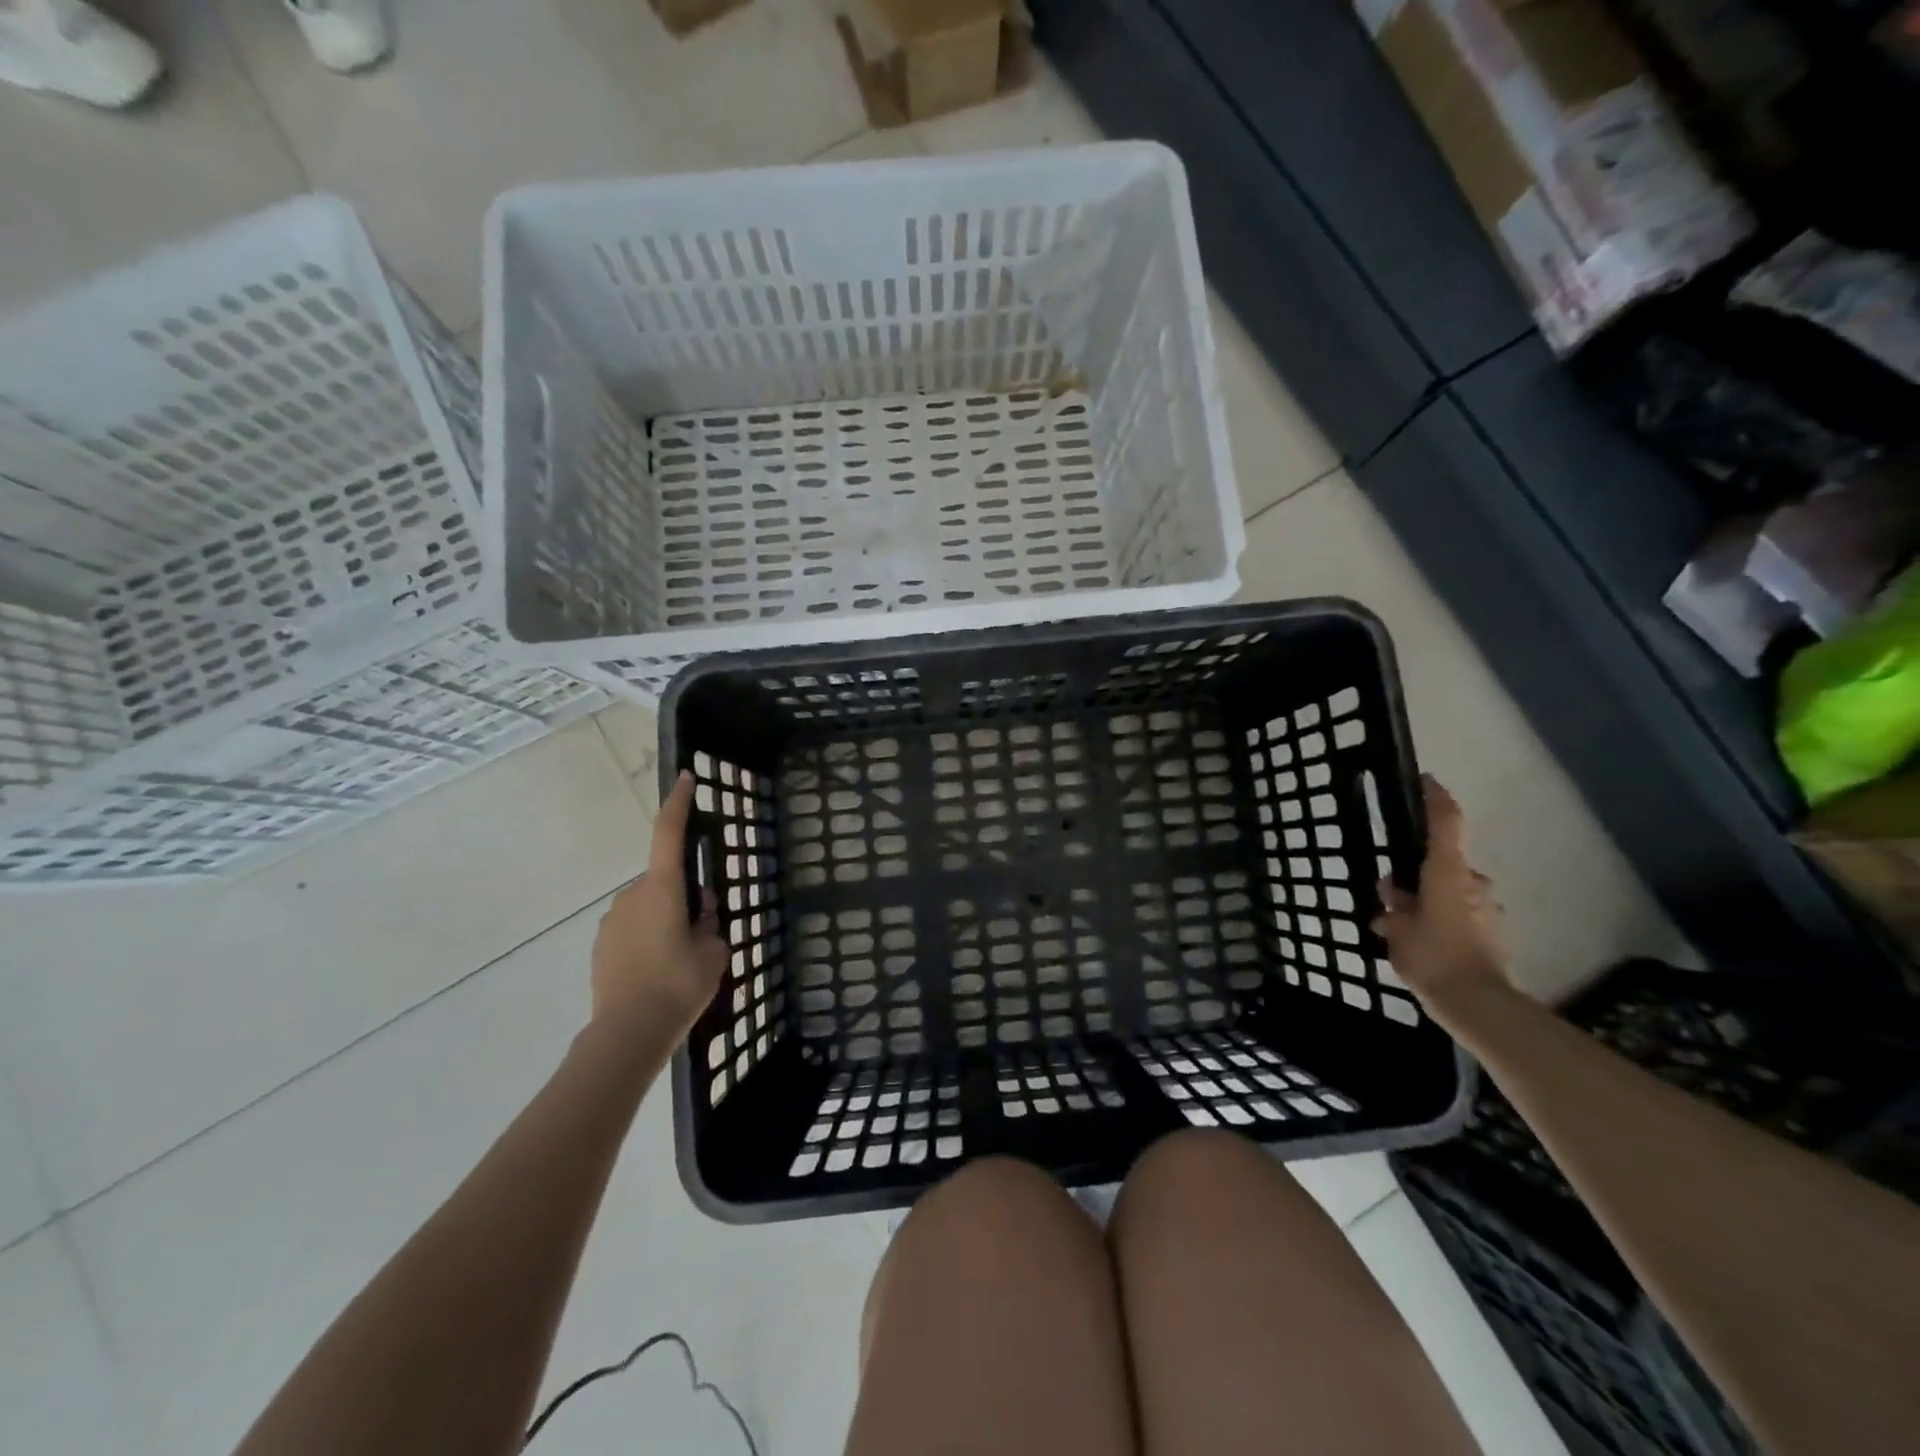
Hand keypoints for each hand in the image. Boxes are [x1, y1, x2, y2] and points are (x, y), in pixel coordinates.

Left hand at [590, 771, 727, 1035]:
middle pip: (665, 881)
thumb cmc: (678, 985)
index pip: (669, 833)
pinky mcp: (601, 944)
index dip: (679, 803)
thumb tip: (702, 914)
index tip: (686, 779)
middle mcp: (633, 894)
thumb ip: (711, 924)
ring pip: (649, 907)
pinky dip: (648, 939)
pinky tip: (657, 973)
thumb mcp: (714, 952)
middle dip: (685, 897)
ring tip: (679, 962)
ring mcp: (612, 919)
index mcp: (662, 888)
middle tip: (702, 933)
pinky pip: (633, 928)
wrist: (627, 1033)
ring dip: (665, 920)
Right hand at [1372, 776, 1512, 1020]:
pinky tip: (1424, 947)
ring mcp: (1488, 906)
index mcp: (1446, 871)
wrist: (1478, 1004)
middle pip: (1442, 864)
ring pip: (1450, 892)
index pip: (1445, 822)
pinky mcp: (1495, 930)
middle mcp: (1472, 881)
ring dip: (1429, 903)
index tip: (1427, 780)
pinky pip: (1462, 915)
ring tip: (1402, 931)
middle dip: (1417, 877)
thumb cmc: (1432, 956)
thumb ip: (1394, 906)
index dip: (1436, 798)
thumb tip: (1394, 894)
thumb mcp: (1397, 928)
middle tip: (1391, 899)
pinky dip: (1444, 922)